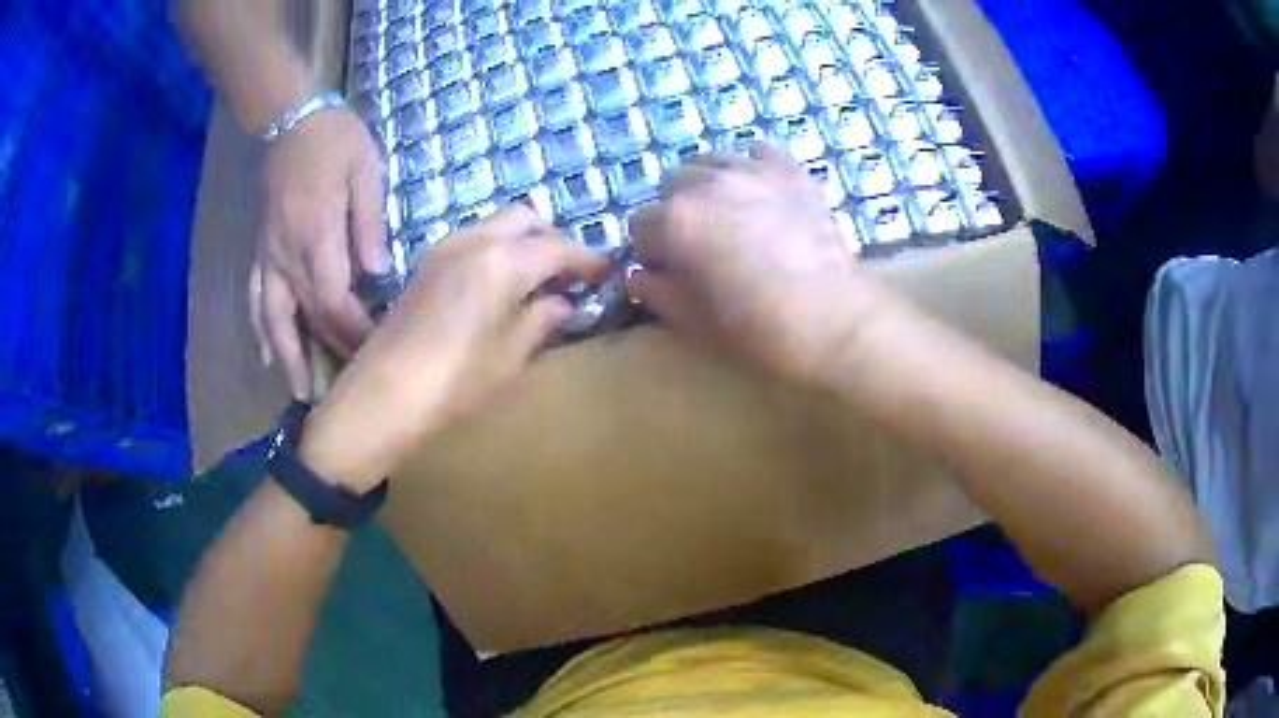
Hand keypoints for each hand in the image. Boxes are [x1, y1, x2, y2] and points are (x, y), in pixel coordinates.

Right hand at [251, 107, 388, 399]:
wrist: (293, 122)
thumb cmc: (336, 142)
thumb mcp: (366, 174)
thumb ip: (368, 226)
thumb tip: (379, 275)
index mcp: (317, 237)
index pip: (335, 302)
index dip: (353, 332)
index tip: (374, 354)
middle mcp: (287, 256)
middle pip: (307, 317)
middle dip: (328, 353)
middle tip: (346, 388)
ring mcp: (269, 257)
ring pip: (273, 318)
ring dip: (287, 358)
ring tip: (300, 393)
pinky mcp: (261, 252)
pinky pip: (256, 300)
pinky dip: (261, 331)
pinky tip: (268, 355)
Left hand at [299, 206, 605, 489]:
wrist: (383, 394)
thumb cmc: (455, 381)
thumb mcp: (511, 356)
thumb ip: (542, 320)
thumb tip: (563, 302)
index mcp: (504, 260)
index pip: (559, 248)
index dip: (587, 260)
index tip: (606, 274)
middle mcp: (475, 240)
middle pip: (526, 218)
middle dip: (553, 238)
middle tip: (568, 275)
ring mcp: (446, 248)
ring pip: (497, 224)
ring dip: (523, 241)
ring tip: (535, 282)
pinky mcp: (427, 264)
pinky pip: (473, 239)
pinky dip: (496, 249)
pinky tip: (499, 287)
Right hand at [627, 144, 895, 384]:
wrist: (833, 317)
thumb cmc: (759, 327)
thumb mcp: (695, 321)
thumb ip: (657, 293)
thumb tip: (638, 276)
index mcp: (676, 221)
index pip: (639, 224)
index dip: (651, 249)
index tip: (669, 269)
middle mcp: (706, 183)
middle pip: (672, 184)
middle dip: (675, 209)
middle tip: (699, 240)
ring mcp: (750, 170)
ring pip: (709, 161)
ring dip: (707, 183)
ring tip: (726, 211)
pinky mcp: (789, 170)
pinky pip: (757, 151)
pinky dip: (750, 166)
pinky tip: (759, 191)